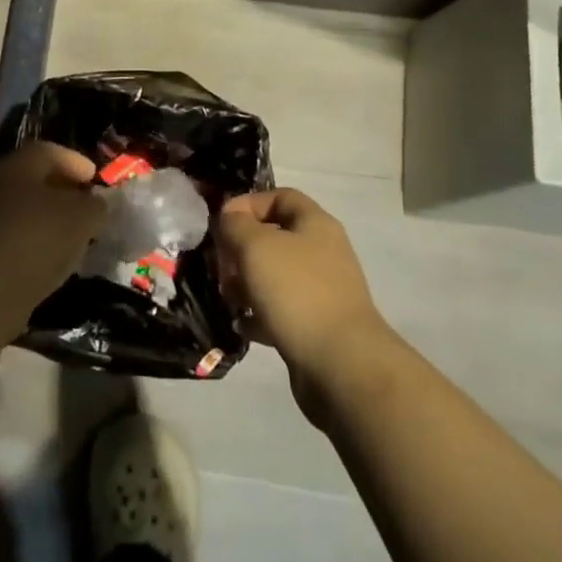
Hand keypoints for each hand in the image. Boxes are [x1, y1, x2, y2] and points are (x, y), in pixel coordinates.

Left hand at [0, 141, 107, 316]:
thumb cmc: (39, 236)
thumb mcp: (83, 217)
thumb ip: (95, 206)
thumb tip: (96, 204)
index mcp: (19, 164)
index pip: (50, 152)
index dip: (75, 162)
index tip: (94, 177)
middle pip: (32, 181)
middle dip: (61, 192)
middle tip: (84, 206)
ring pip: (21, 211)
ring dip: (46, 220)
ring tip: (71, 237)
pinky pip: (11, 239)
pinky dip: (32, 244)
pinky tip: (50, 260)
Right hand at [216, 189, 394, 422]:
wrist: (341, 365)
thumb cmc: (296, 291)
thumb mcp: (256, 246)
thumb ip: (236, 224)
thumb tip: (230, 219)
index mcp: (315, 224)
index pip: (280, 196)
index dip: (248, 203)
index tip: (221, 223)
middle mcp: (322, 252)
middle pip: (275, 236)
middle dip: (242, 248)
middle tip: (220, 266)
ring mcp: (321, 291)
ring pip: (275, 275)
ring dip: (247, 282)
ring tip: (228, 297)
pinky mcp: (316, 326)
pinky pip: (281, 310)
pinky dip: (259, 314)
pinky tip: (241, 324)